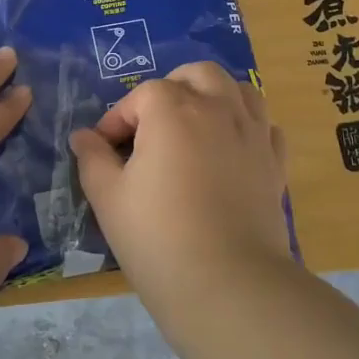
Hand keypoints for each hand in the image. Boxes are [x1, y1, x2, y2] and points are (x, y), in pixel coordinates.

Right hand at [70, 62, 292, 290]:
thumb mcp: (108, 197)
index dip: (117, 119)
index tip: (104, 149)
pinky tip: (231, 151)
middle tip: (152, 124)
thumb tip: (83, 136)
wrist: (228, 284)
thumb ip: (93, 158)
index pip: (141, 95)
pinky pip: (266, 126)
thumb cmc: (157, 237)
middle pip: (197, 75)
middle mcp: (218, 109)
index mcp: (173, 111)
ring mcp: (253, 134)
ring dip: (214, 97)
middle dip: (171, 89)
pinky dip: (247, 127)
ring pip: (240, 89)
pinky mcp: (275, 163)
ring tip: (194, 126)